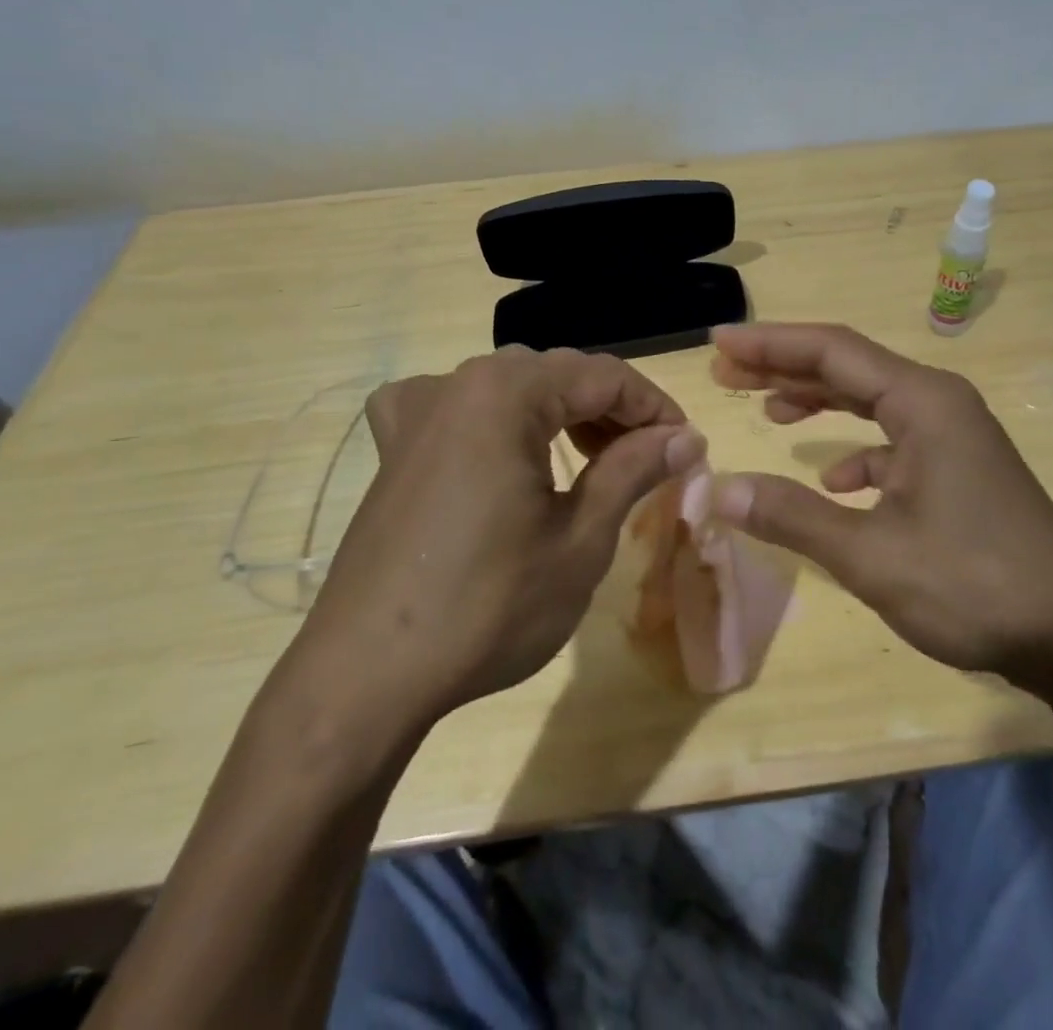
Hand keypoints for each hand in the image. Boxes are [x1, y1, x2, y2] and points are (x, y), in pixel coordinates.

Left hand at [293, 347, 705, 738]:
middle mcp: (459, 382)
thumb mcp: (581, 539)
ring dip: (561, 413)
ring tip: (595, 457)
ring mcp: (417, 411)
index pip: (604, 377)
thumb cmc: (488, 607)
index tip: (686, 447)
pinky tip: (499, 445)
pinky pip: (456, 406)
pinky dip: (494, 417)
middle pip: (559, 375)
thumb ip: (634, 469)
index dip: (655, 407)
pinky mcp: (393, 447)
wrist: (366, 677)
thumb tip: (686, 437)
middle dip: (612, 410)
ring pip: (512, 387)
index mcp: (507, 392)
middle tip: (650, 458)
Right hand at [707, 323, 1052, 680]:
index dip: (769, 344)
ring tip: (768, 410)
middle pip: (849, 367)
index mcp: (922, 402)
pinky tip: (835, 482)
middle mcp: (940, 402)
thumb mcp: (871, 555)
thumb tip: (720, 491)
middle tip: (726, 371)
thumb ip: (792, 516)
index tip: (719, 342)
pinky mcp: (962, 467)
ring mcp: (955, 435)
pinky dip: (858, 451)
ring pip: (872, 401)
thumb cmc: (973, 586)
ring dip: (819, 402)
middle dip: (785, 367)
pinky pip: (896, 440)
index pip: (831, 350)